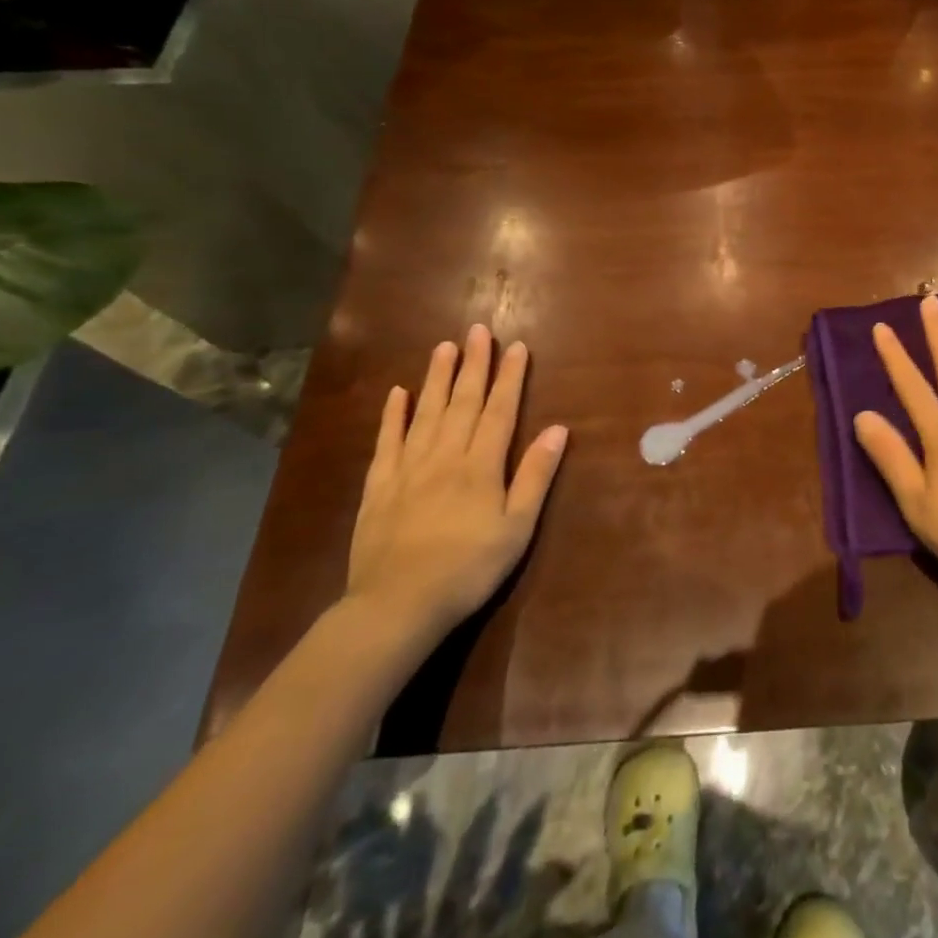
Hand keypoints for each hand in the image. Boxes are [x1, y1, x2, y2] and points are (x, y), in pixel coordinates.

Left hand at [345, 325, 567, 640]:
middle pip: (462, 402)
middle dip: (474, 365)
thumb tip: (558, 429)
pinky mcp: (379, 488)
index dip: (510, 377)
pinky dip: (392, 416)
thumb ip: (535, 475)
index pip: (500, 410)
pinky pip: (386, 443)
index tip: (517, 347)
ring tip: (444, 347)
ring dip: (436, 378)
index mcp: (481, 465)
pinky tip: (397, 393)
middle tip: (478, 330)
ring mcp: (408, 469)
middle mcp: (445, 456)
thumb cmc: (469, 568)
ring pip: (425, 413)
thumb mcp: (517, 526)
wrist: (397, 606)